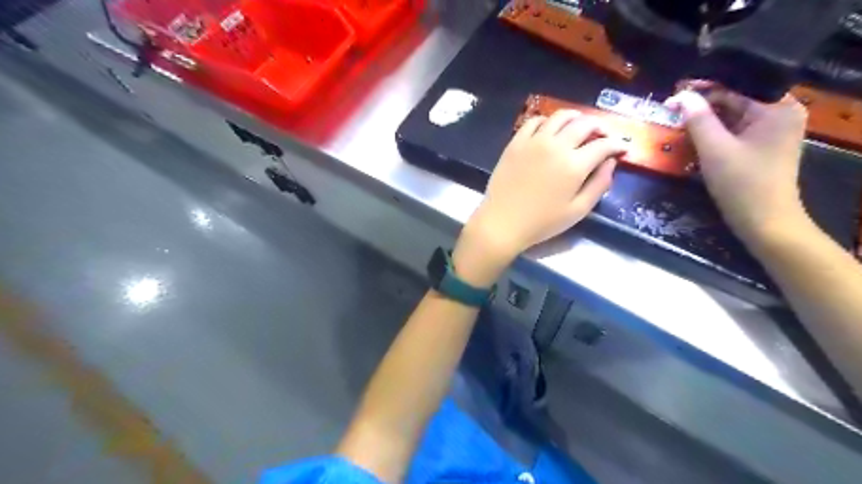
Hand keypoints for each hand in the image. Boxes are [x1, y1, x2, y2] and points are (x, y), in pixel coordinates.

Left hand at [452, 111, 626, 285]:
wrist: (502, 222)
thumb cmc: (541, 222)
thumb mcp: (577, 211)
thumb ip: (598, 185)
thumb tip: (610, 163)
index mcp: (574, 165)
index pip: (603, 145)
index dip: (617, 144)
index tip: (622, 147)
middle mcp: (556, 146)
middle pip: (584, 124)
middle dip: (600, 126)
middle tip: (603, 134)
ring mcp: (534, 141)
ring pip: (560, 117)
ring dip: (575, 117)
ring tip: (579, 125)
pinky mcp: (516, 143)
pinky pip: (534, 121)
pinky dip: (547, 120)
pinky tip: (549, 129)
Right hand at [666, 85, 807, 241]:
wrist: (763, 222)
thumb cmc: (742, 183)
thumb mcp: (714, 149)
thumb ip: (698, 119)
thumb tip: (680, 96)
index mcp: (777, 108)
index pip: (737, 86)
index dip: (704, 87)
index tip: (674, 92)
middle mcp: (779, 113)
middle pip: (735, 99)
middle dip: (702, 104)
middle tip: (670, 108)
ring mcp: (770, 131)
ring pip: (732, 116)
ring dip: (705, 119)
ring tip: (676, 120)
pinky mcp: (760, 146)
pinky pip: (733, 131)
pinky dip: (713, 132)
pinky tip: (692, 135)